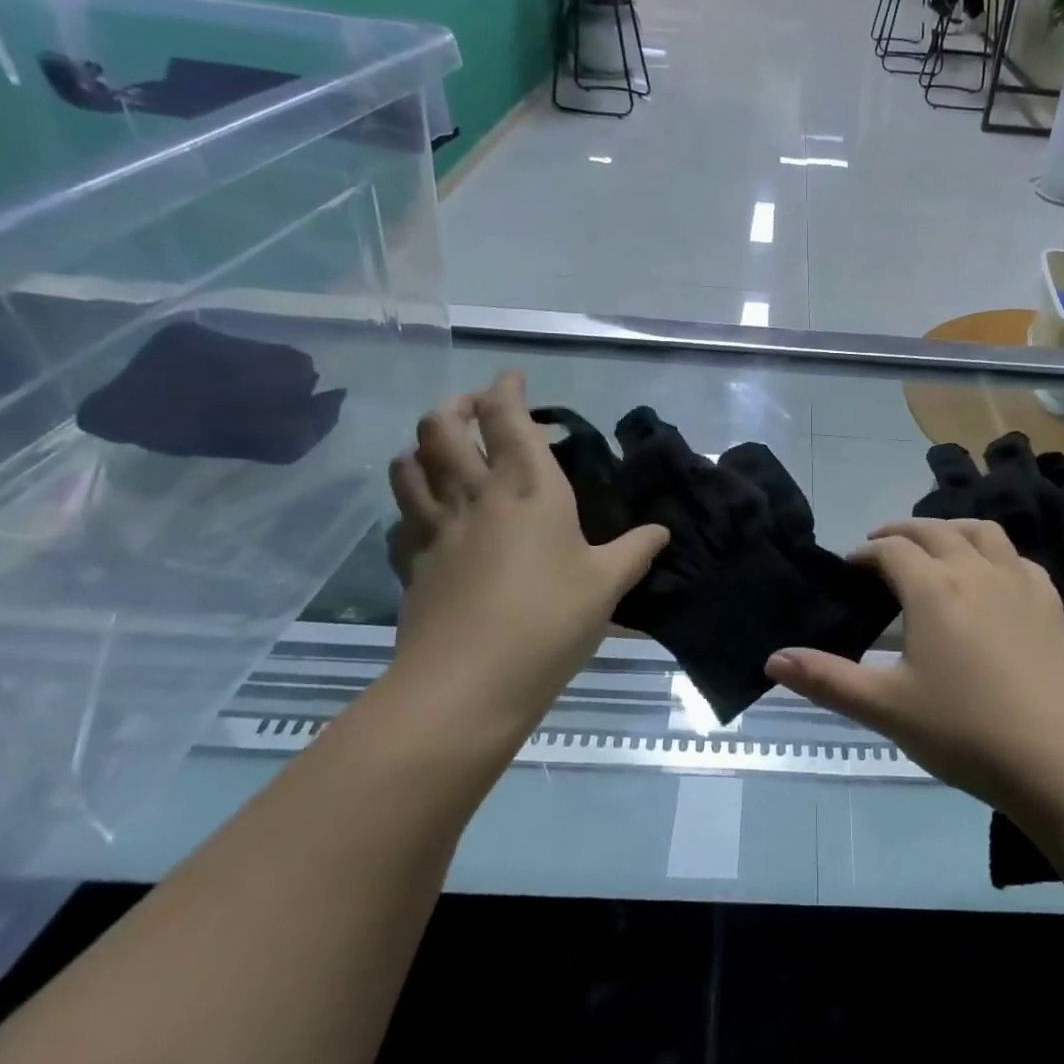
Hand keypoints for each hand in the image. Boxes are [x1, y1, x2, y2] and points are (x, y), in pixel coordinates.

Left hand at [387, 372, 668, 736]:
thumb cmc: (549, 621)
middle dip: (455, 406)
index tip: (511, 379)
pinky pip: (401, 519)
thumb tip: (661, 532)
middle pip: (442, 428)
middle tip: (473, 408)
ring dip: (422, 446)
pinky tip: (429, 519)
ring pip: (409, 465)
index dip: (505, 390)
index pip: (507, 418)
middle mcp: (476, 495)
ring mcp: (436, 528)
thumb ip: (635, 551)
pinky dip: (411, 506)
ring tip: (441, 451)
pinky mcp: (411, 563)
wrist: (468, 684)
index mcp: (529, 489)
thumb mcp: (607, 586)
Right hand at [764, 518, 1063, 819]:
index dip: (865, 553)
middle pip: (934, 530)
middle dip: (901, 532)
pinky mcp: (1051, 606)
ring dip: (950, 529)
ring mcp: (1020, 584)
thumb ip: (827, 680)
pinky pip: (1019, 559)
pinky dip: (995, 553)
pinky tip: (993, 576)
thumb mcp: (887, 709)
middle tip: (881, 548)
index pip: (891, 550)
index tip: (850, 567)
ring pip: (982, 532)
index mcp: (933, 588)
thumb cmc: (968, 732)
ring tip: (934, 546)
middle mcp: (976, 571)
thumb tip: (772, 659)